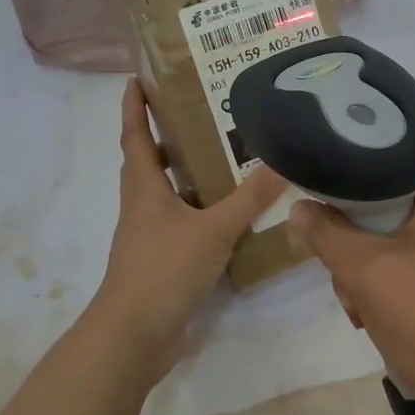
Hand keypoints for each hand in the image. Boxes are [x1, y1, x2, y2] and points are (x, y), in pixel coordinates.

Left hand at [91, 80, 288, 380]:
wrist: (134, 335)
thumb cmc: (164, 269)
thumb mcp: (213, 230)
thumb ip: (248, 198)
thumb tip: (281, 162)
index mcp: (144, 188)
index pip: (134, 136)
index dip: (133, 107)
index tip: (136, 79)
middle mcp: (142, 206)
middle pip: (148, 162)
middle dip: (165, 137)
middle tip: (198, 115)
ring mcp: (148, 236)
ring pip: (164, 194)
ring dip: (184, 175)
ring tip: (221, 159)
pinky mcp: (160, 261)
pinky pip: (179, 224)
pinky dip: (197, 211)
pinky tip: (226, 216)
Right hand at [287, 173, 414, 414]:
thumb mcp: (365, 270)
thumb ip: (326, 233)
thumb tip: (300, 207)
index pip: (383, 171)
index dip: (345, 193)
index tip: (322, 221)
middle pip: (384, 214)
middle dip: (355, 251)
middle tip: (348, 284)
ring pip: (393, 249)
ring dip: (367, 279)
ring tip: (363, 314)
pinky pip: (412, 275)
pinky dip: (390, 296)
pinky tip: (380, 325)